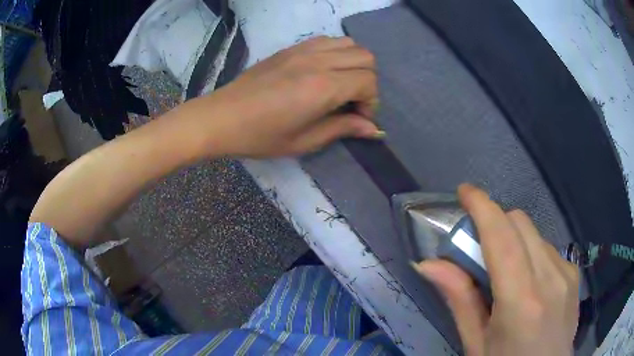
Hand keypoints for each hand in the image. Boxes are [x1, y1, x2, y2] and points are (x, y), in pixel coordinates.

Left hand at [198, 36, 380, 157]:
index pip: (368, 82)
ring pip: (349, 44)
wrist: (222, 117)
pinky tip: (324, 71)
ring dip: (353, 63)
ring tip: (340, 84)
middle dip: (367, 81)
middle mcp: (318, 61)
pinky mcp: (292, 47)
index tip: (357, 119)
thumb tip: (374, 129)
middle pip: (365, 57)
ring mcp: (304, 50)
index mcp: (323, 86)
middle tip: (352, 102)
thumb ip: (342, 129)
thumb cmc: (261, 135)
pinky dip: (336, 52)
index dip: (370, 103)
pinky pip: (327, 40)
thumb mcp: (304, 141)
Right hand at [414, 184, 579, 355]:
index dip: (482, 206)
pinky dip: (530, 252)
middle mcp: (550, 278)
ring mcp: (567, 273)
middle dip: (495, 222)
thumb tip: (429, 264)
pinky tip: (527, 281)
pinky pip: (547, 248)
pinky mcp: (574, 274)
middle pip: (520, 223)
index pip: (501, 238)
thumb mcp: (476, 344)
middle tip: (477, 246)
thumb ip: (459, 301)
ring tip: (503, 271)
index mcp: (521, 301)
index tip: (465, 192)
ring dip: (513, 239)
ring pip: (534, 234)